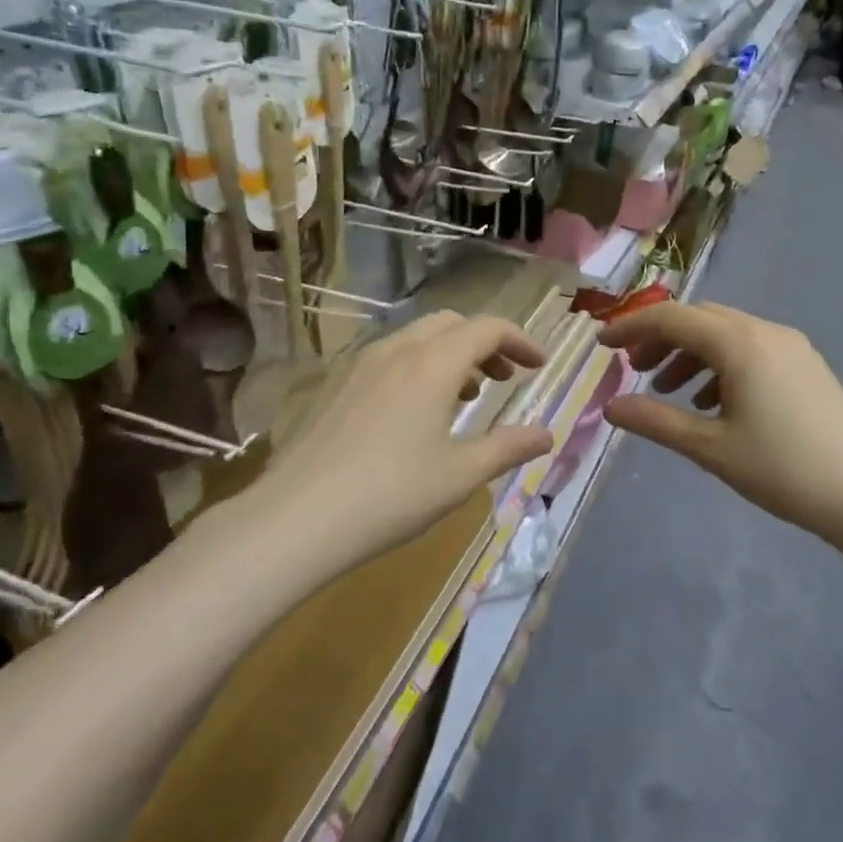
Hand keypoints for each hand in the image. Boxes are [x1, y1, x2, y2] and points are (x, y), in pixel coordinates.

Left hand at [262, 311, 554, 565]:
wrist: (296, 518)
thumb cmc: (390, 496)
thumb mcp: (460, 476)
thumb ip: (507, 448)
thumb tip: (546, 435)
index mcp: (433, 364)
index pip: (488, 328)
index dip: (520, 340)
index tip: (539, 366)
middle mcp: (396, 350)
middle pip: (452, 324)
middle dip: (485, 343)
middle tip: (504, 379)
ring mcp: (359, 364)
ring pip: (416, 338)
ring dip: (450, 354)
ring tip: (465, 395)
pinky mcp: (335, 384)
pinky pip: (388, 357)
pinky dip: (417, 366)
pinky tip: (414, 412)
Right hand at [600, 302, 842, 546]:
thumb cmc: (783, 470)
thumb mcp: (710, 447)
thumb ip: (655, 421)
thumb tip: (610, 407)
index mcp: (740, 343)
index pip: (672, 318)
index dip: (631, 327)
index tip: (602, 345)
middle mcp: (766, 332)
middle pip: (700, 319)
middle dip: (661, 339)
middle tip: (633, 370)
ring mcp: (792, 347)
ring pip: (727, 334)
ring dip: (691, 353)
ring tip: (669, 390)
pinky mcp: (807, 367)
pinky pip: (751, 350)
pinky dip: (721, 365)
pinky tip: (714, 402)